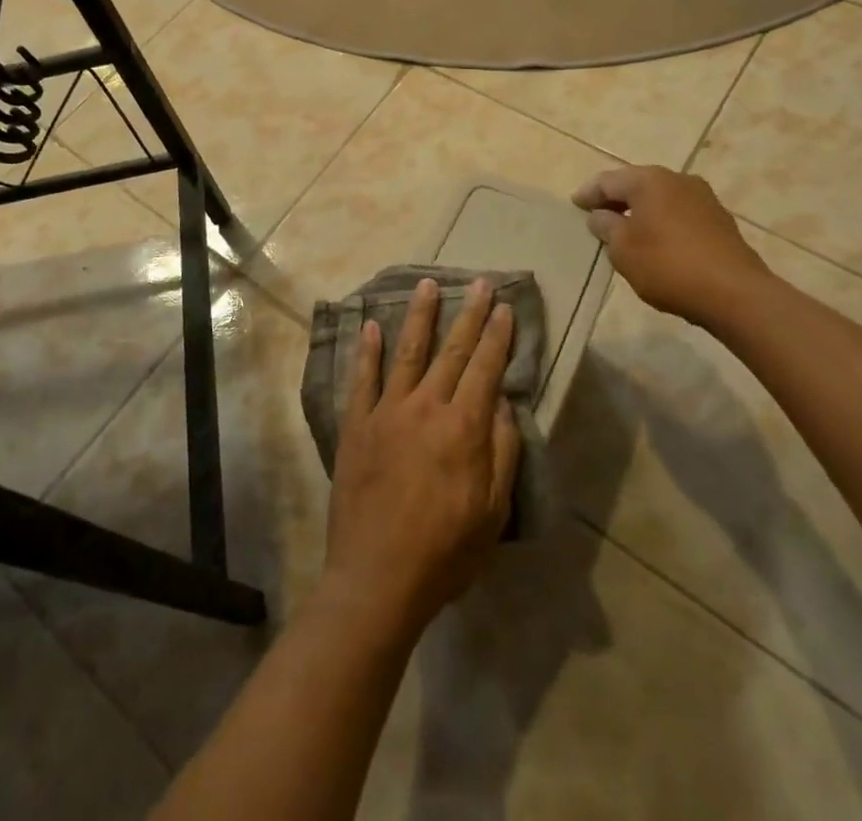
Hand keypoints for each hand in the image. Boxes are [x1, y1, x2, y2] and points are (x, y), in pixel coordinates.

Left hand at [322, 279, 520, 639]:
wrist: (377, 578)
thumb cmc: (445, 552)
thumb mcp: (493, 512)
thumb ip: (501, 451)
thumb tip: (502, 402)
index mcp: (463, 428)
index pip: (485, 368)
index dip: (497, 336)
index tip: (505, 307)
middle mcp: (426, 407)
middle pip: (452, 351)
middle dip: (469, 315)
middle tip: (479, 282)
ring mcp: (386, 412)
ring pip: (408, 352)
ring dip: (420, 316)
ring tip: (428, 285)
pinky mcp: (356, 425)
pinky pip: (362, 379)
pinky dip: (367, 350)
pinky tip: (371, 325)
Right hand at [572, 166, 773, 324]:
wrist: (736, 294)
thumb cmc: (668, 265)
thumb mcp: (623, 249)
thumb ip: (606, 227)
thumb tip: (601, 216)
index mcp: (649, 180)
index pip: (608, 180)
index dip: (588, 193)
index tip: (574, 205)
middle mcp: (677, 179)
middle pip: (636, 184)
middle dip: (615, 199)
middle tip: (596, 215)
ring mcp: (703, 198)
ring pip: (660, 199)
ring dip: (640, 211)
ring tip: (624, 230)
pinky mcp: (719, 221)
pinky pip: (679, 214)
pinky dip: (661, 222)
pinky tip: (656, 242)